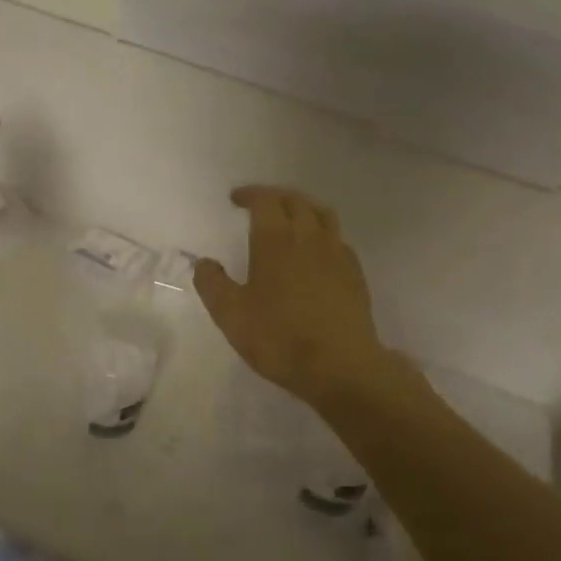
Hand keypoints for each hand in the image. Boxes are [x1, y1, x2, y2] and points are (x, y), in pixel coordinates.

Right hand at [194, 186, 389, 404]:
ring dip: (303, 208)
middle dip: (275, 197)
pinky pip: (338, 239)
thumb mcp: (231, 315)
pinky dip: (323, 233)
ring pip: (322, 214)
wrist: (340, 366)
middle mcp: (309, 237)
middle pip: (296, 201)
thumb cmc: (279, 337)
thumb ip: (213, 285)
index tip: (235, 199)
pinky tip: (317, 251)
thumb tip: (204, 263)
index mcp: (276, 240)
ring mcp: (337, 254)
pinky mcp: (355, 273)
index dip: (250, 194)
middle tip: (260, 204)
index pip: (265, 200)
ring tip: (291, 218)